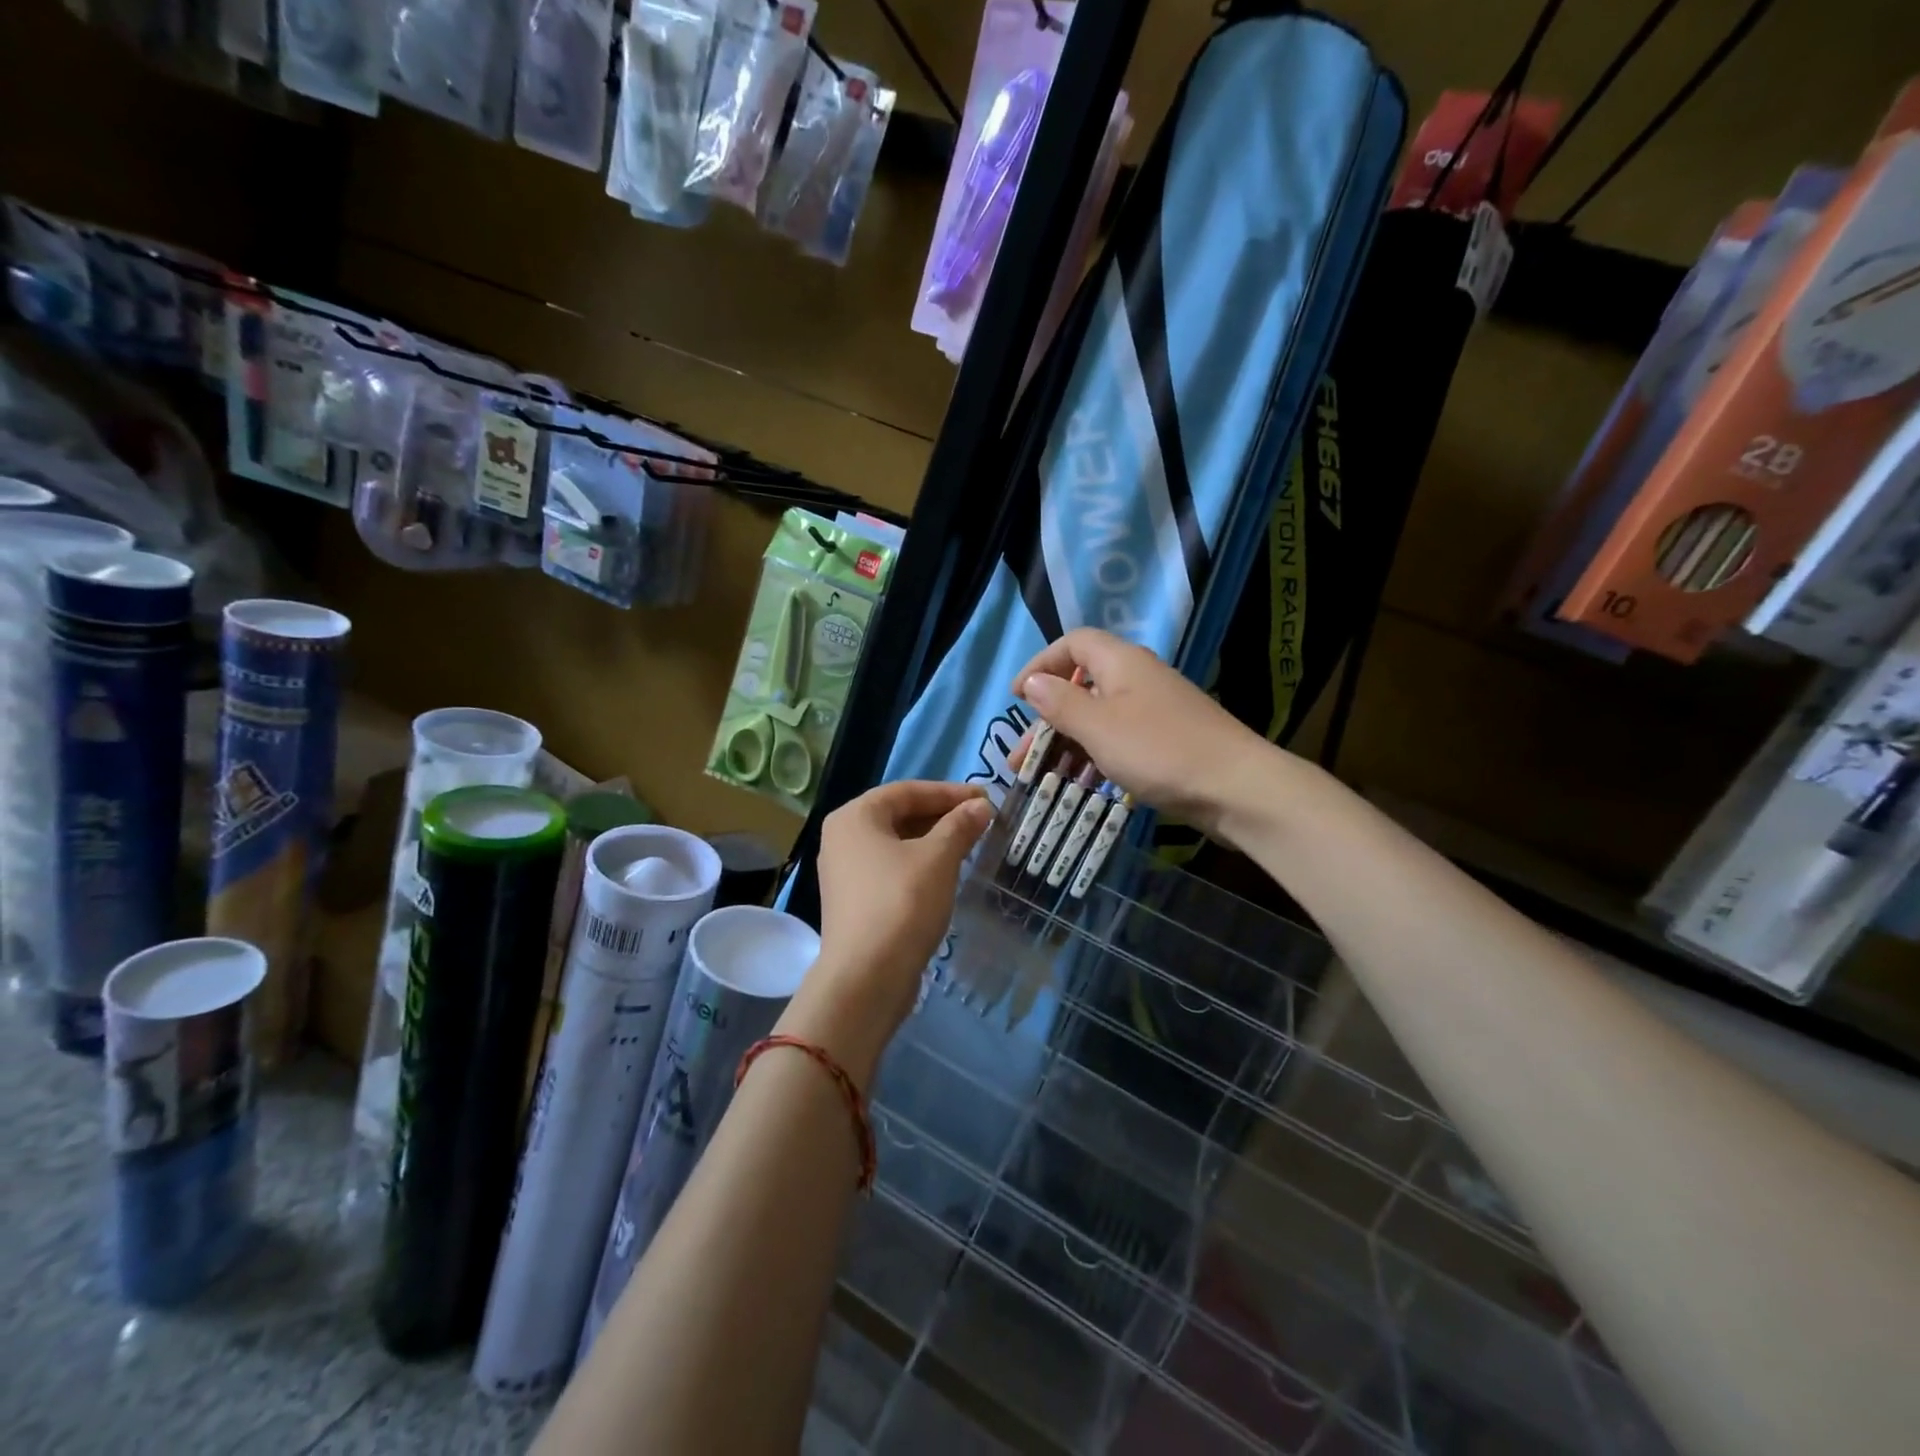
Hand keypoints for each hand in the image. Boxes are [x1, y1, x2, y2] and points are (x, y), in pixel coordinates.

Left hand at [787, 781, 992, 1081]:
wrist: (866, 978)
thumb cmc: (901, 904)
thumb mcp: (938, 858)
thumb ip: (960, 826)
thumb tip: (981, 806)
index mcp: (854, 817)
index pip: (907, 790)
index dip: (949, 792)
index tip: (985, 798)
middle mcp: (842, 838)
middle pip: (899, 814)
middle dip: (942, 816)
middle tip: (982, 820)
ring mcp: (845, 872)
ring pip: (897, 843)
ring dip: (934, 841)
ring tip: (971, 844)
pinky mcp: (855, 901)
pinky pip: (891, 868)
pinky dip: (920, 864)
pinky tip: (947, 873)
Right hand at [1011, 629, 1268, 841]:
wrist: (1236, 787)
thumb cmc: (1160, 751)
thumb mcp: (1098, 727)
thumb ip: (1060, 703)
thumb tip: (1032, 682)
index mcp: (1121, 662)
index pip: (1072, 644)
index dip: (1041, 664)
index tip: (1017, 698)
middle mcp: (1138, 678)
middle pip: (1082, 685)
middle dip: (1047, 719)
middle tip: (1021, 757)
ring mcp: (1156, 709)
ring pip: (1099, 716)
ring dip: (1067, 742)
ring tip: (1042, 776)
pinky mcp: (1168, 739)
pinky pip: (1119, 737)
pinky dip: (1095, 754)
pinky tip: (1084, 781)